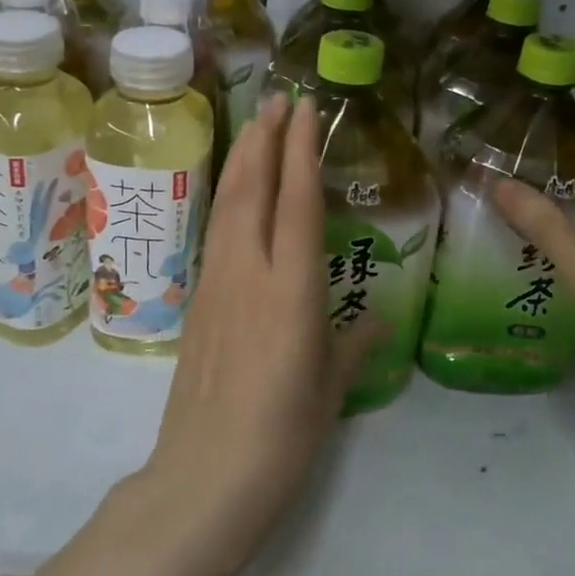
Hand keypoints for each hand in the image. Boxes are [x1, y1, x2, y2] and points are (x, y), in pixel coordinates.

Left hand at [142, 95, 377, 565]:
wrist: (204, 476)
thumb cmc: (283, 434)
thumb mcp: (332, 387)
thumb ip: (356, 343)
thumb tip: (378, 318)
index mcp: (290, 288)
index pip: (296, 201)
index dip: (300, 150)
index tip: (304, 109)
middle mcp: (249, 272)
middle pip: (252, 188)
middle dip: (265, 138)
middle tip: (279, 99)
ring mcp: (216, 283)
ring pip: (227, 204)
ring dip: (242, 159)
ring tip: (256, 126)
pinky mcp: (197, 301)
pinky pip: (216, 232)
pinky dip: (228, 197)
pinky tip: (235, 192)